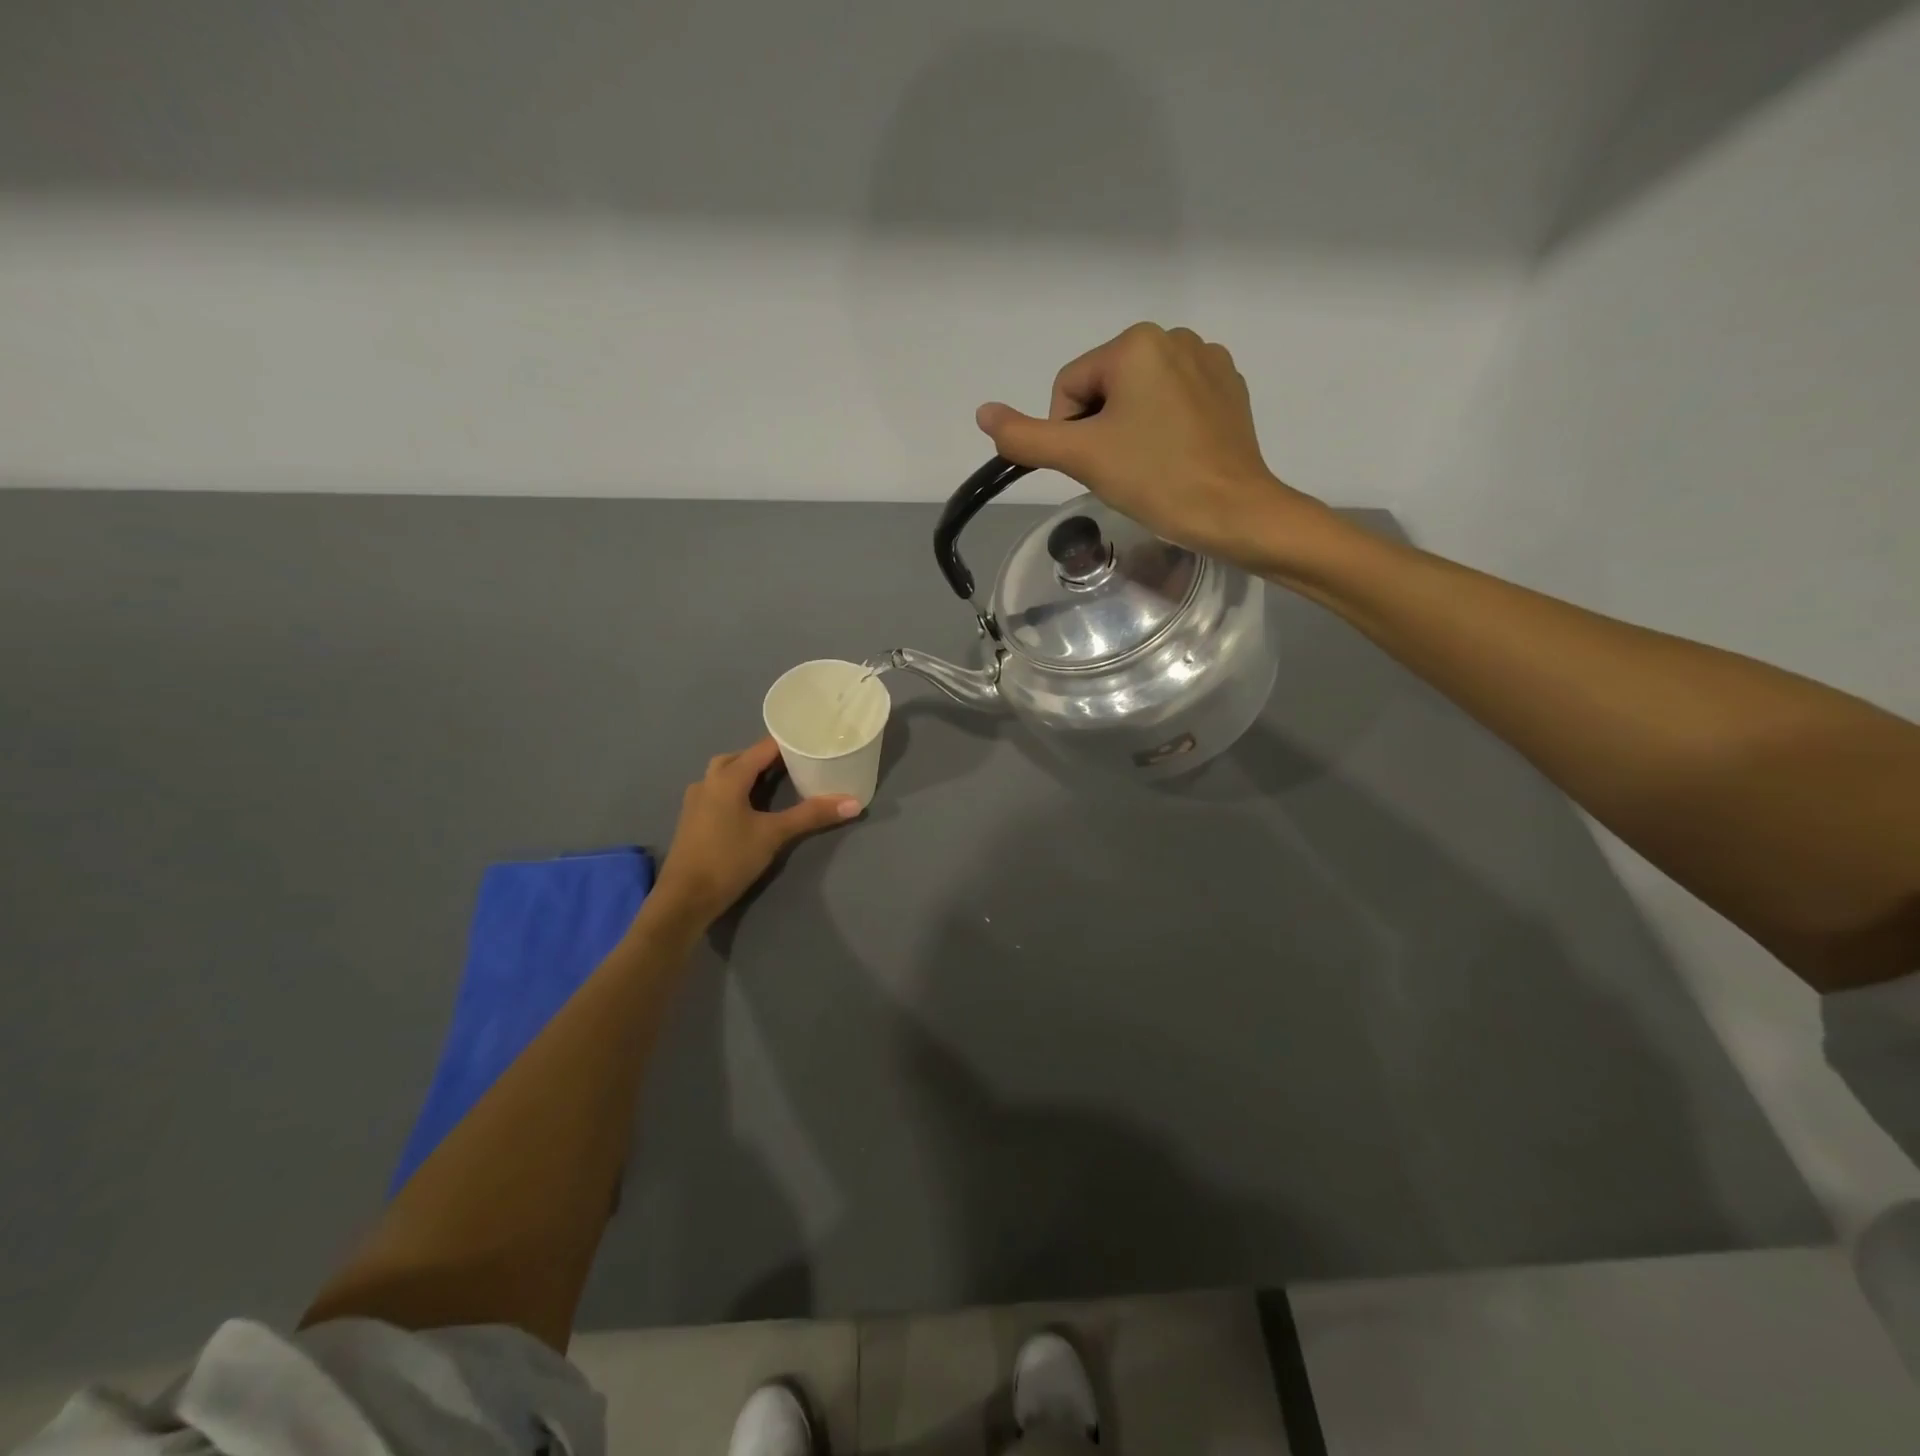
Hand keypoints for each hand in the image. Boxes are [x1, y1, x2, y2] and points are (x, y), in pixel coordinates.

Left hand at [651, 737, 860, 926]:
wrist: (684, 898)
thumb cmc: (728, 859)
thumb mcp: (774, 835)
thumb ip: (811, 815)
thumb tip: (853, 803)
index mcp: (727, 776)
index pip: (763, 748)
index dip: (788, 742)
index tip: (813, 741)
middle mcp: (709, 780)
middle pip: (742, 757)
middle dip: (769, 757)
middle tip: (799, 762)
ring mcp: (697, 799)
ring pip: (727, 774)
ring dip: (751, 772)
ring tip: (779, 780)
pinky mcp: (693, 818)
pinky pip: (719, 790)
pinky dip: (739, 788)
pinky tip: (753, 804)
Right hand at [975, 323, 1321, 569]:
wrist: (1233, 511)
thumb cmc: (1155, 479)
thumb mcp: (1081, 457)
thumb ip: (1026, 436)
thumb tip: (982, 413)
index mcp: (1135, 343)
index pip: (1070, 388)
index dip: (1070, 433)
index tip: (1096, 465)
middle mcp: (1174, 336)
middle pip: (1104, 388)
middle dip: (1101, 430)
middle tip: (1122, 470)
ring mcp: (1208, 360)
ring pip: (1139, 396)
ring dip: (1131, 429)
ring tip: (1151, 466)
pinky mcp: (1229, 387)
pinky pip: (1174, 401)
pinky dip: (1165, 427)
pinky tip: (1176, 456)